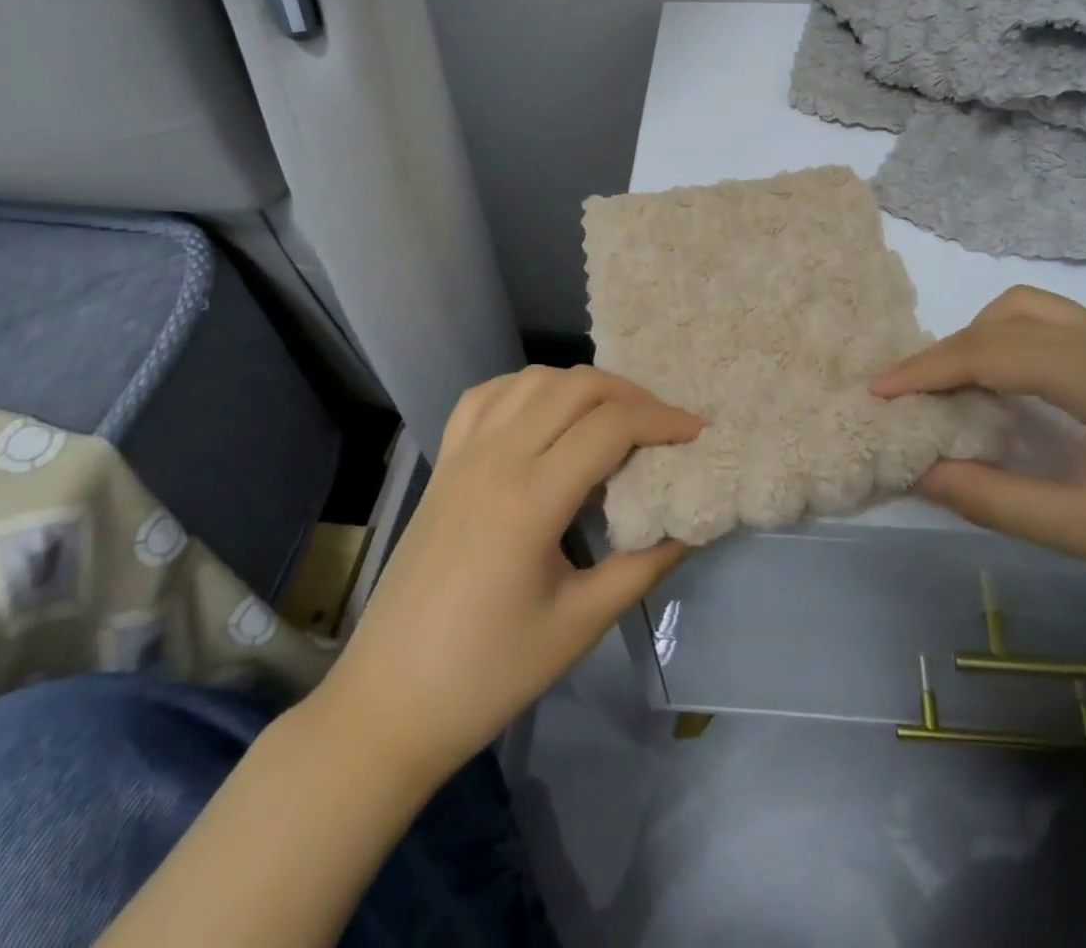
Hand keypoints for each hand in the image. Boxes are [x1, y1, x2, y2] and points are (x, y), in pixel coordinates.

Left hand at [315, 366, 700, 789]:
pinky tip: (544, 415)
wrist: (388, 704)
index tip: (697, 433)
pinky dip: (526, 389)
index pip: (611, 426)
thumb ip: (644, 566)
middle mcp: (495, 459)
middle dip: (630, 394)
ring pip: (532, 380)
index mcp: (530, 500)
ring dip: (582, 386)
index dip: (663, 421)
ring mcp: (462, 456)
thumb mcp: (580, 625)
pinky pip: (486, 397)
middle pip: (575, 386)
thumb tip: (692, 524)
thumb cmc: (489, 675)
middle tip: (662, 426)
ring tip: (612, 418)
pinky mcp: (443, 464)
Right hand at [872, 287, 1085, 653]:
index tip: (875, 393)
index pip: (989, 351)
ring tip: (956, 393)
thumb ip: (995, 499)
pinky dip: (1013, 347)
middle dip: (950, 350)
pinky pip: (1056, 331)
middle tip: (916, 398)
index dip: (925, 369)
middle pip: (1006, 317)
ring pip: (1031, 313)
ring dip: (982, 341)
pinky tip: (1009, 392)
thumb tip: (920, 472)